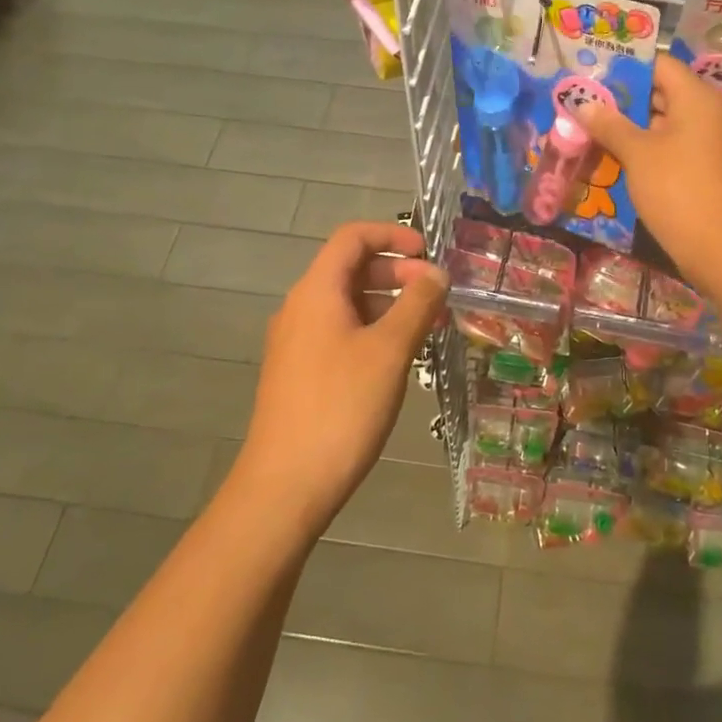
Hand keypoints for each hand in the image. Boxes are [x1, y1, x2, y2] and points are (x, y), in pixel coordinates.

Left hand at [230, 222, 449, 535]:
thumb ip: (417, 304)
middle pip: (350, 269)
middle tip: (435, 293)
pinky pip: (339, 333)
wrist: (285, 485)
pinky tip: (397, 358)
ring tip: (426, 326)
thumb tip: (436, 272)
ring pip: (346, 303)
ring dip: (387, 303)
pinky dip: (372, 330)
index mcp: (316, 292)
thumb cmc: (341, 408)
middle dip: (396, 272)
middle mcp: (301, 308)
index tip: (429, 252)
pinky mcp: (299, 373)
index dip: (392, 236)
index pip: (352, 238)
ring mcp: (296, 342)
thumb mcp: (390, 351)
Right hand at [574, 54, 721, 287]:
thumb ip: (610, 125)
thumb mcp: (637, 153)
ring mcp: (710, 142)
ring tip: (591, 130)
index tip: (592, 75)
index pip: (660, 65)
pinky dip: (646, 149)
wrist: (721, 246)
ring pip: (664, 123)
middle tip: (584, 104)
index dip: (625, 68)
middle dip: (622, 100)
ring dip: (631, 128)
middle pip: (661, 93)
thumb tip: (584, 104)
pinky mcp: (706, 169)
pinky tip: (615, 158)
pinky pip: (672, 147)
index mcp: (697, 97)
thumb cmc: (677, 188)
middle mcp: (709, 112)